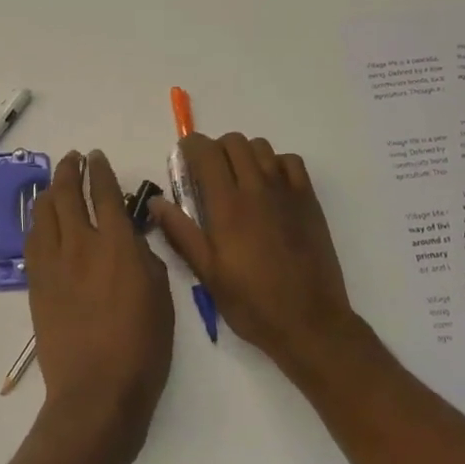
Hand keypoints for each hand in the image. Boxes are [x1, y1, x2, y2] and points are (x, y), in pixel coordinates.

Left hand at [24, 150, 173, 463]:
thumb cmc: (141, 348)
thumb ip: (146, 258)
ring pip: (43, 213)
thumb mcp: (162, 297)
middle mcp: (80, 244)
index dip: (100, 171)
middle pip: (66, 194)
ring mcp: (53, 263)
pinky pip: (32, 240)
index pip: (104, 193)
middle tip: (73, 159)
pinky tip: (41, 220)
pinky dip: (37, 221)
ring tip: (54, 183)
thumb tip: (132, 239)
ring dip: (49, 191)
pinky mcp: (36, 283)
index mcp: (117, 244)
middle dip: (69, 171)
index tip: (97, 158)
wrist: (96, 391)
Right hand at [151, 133, 359, 372]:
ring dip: (244, 154)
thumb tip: (155, 202)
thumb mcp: (207, 274)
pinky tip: (269, 186)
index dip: (190, 147)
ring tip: (238, 179)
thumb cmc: (252, 302)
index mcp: (227, 206)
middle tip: (208, 174)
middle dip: (215, 149)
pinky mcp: (309, 200)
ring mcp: (286, 191)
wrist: (309, 321)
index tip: (183, 158)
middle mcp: (256, 188)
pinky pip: (290, 162)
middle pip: (233, 142)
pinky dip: (275, 163)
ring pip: (261, 147)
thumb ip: (181, 232)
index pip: (206, 152)